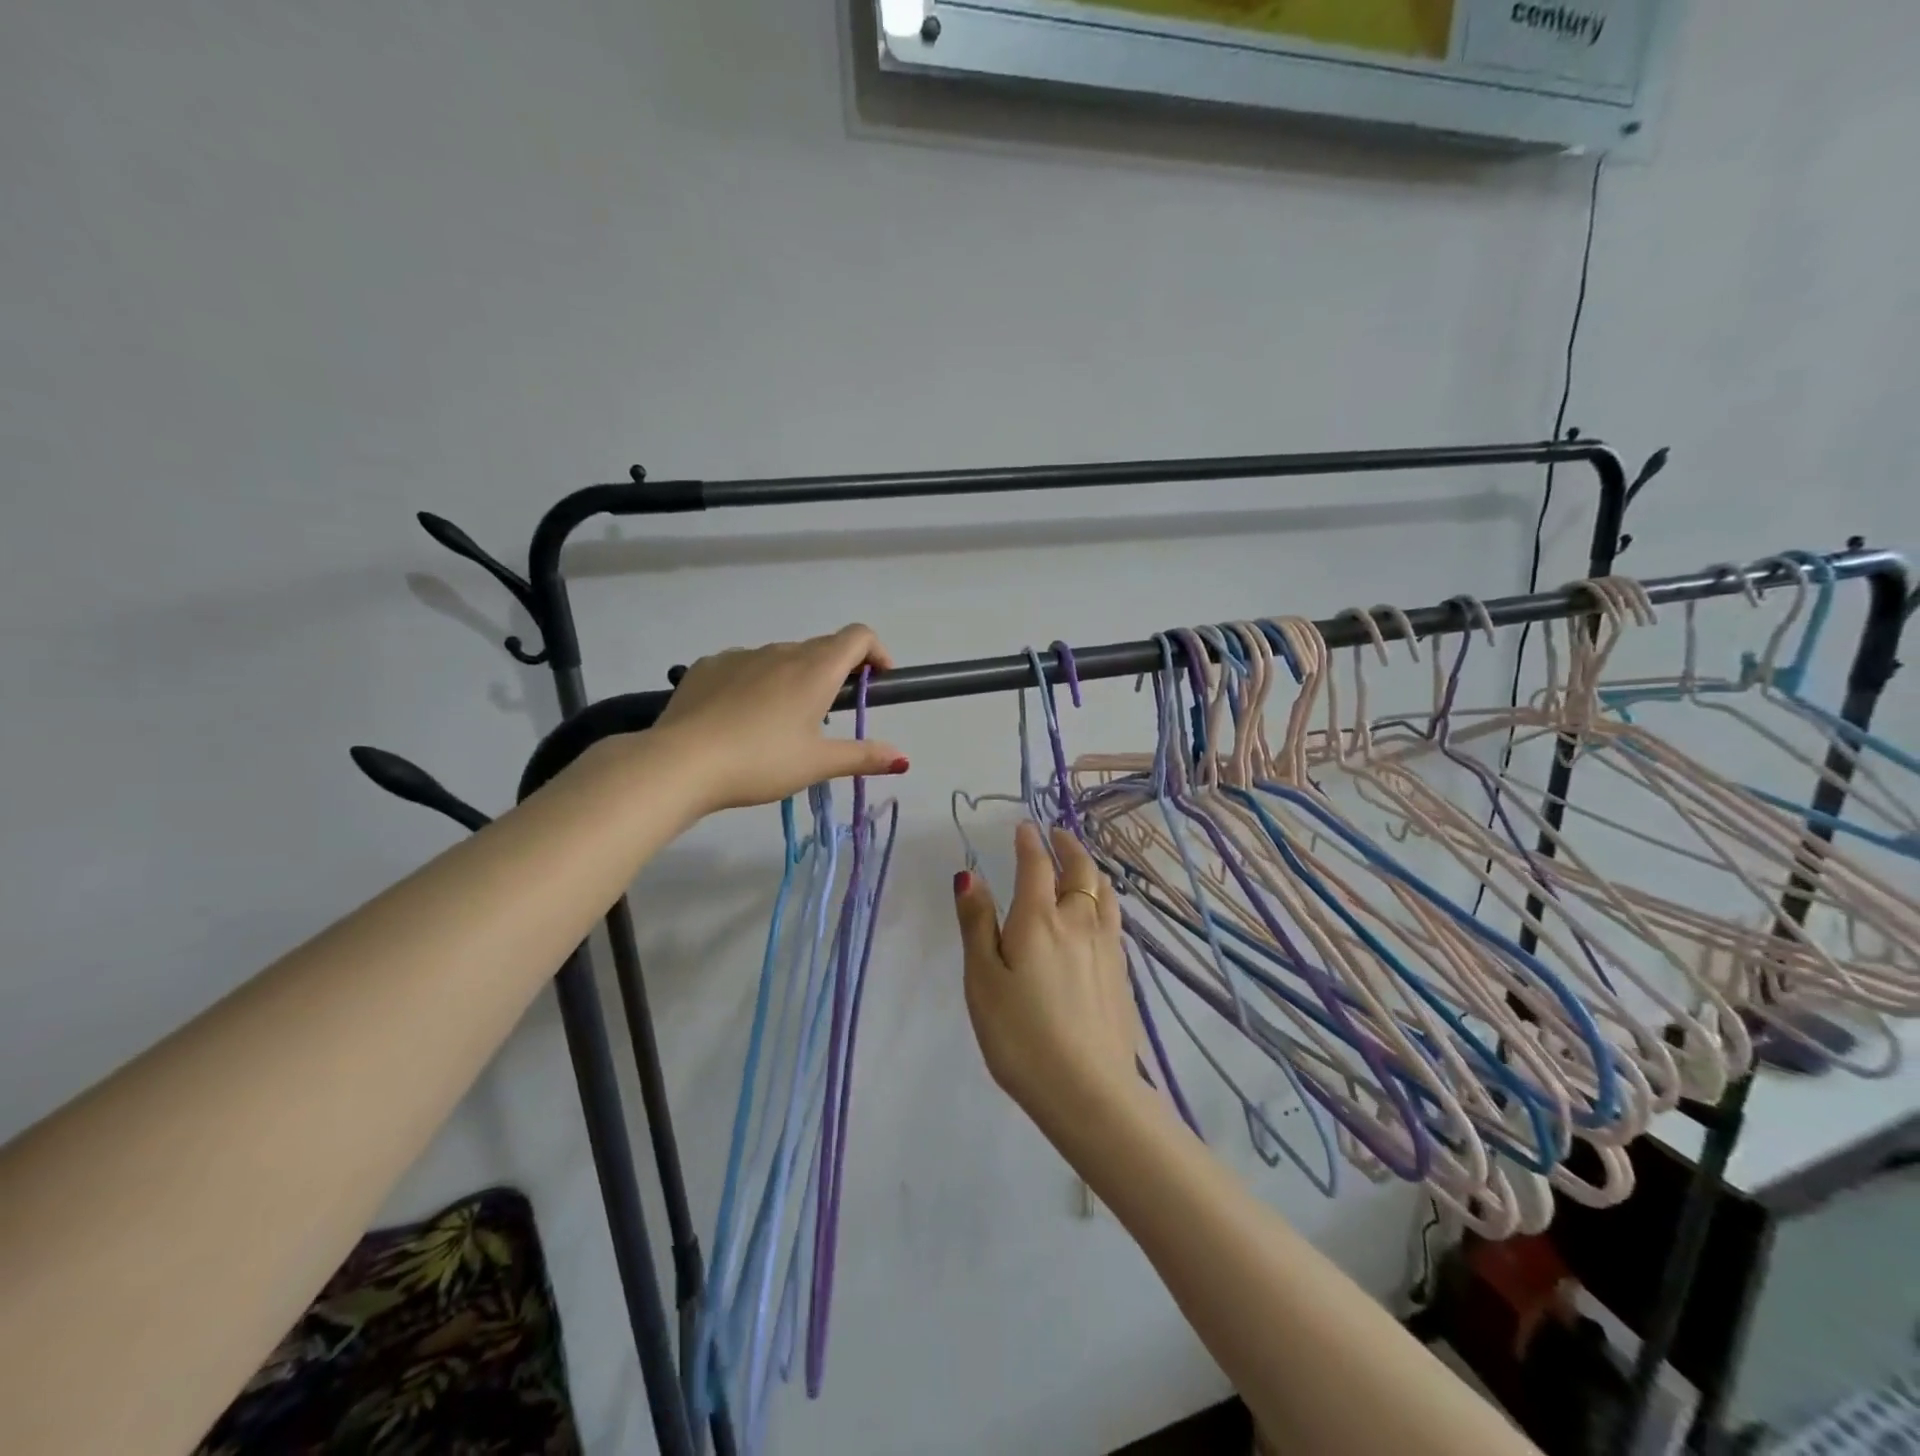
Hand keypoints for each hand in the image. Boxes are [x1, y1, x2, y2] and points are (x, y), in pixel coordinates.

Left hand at [653, 625, 907, 812]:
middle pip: (820, 648)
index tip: (877, 681)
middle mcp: (781, 652)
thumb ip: (863, 756)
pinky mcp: (708, 666)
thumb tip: (903, 759)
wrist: (681, 762)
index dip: (876, 651)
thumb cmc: (761, 761)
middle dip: (835, 673)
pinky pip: (744, 666)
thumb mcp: (817, 764)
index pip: (858, 636)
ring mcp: (741, 655)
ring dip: (794, 679)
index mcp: (814, 669)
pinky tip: (740, 717)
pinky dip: (755, 682)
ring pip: (781, 658)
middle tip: (830, 715)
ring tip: (780, 723)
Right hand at [953, 823, 1141, 1132]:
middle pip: (1080, 870)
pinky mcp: (1123, 973)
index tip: (1025, 827)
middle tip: (1056, 834)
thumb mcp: (982, 980)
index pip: (1037, 865)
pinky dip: (1104, 899)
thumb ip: (977, 924)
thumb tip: (970, 875)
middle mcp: (1079, 922)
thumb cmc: (1021, 1035)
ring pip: (1105, 892)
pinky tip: (1099, 914)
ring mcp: (1107, 947)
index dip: (1029, 842)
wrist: (1089, 1091)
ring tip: (1081, 866)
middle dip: (1067, 846)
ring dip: (1091, 869)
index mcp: (1039, 919)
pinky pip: (1114, 918)